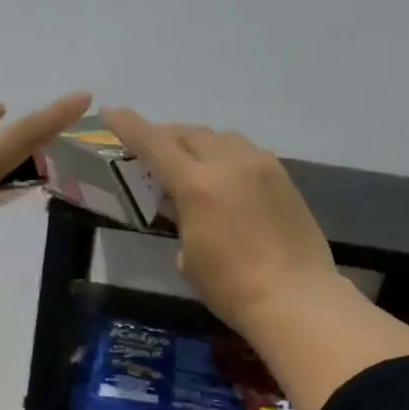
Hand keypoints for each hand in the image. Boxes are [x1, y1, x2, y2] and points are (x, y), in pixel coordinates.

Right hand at [102, 107, 339, 335]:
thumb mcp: (188, 257)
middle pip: (190, 133)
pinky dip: (227, 157)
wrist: (296, 298)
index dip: (129, 126)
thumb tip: (187, 210)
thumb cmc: (230, 287)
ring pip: (221, 138)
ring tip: (190, 163)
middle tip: (153, 151)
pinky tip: (226, 178)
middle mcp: (229, 163)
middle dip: (166, 136)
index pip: (154, 144)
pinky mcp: (284, 178)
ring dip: (199, 144)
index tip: (111, 111)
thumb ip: (181, 220)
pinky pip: (247, 153)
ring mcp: (261, 166)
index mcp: (197, 185)